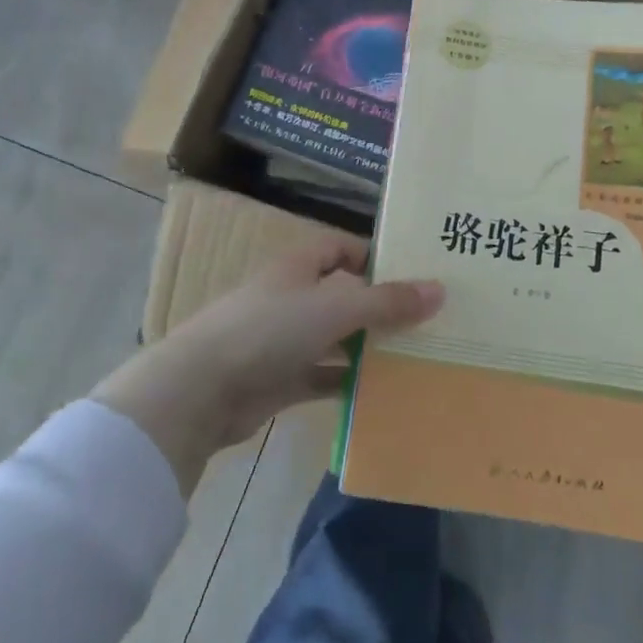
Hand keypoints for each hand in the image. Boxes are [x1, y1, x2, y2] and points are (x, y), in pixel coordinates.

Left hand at [92, 235, 443, 493]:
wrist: (202, 389)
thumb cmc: (269, 330)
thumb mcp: (335, 308)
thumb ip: (387, 301)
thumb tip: (440, 289)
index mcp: (299, 267)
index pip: (341, 248)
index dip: (374, 256)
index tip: (414, 274)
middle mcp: (292, 297)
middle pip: (343, 295)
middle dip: (379, 306)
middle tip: (428, 320)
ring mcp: (284, 340)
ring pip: (335, 338)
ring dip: (367, 347)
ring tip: (416, 357)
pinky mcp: (279, 380)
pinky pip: (322, 376)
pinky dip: (347, 383)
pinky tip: (383, 393)